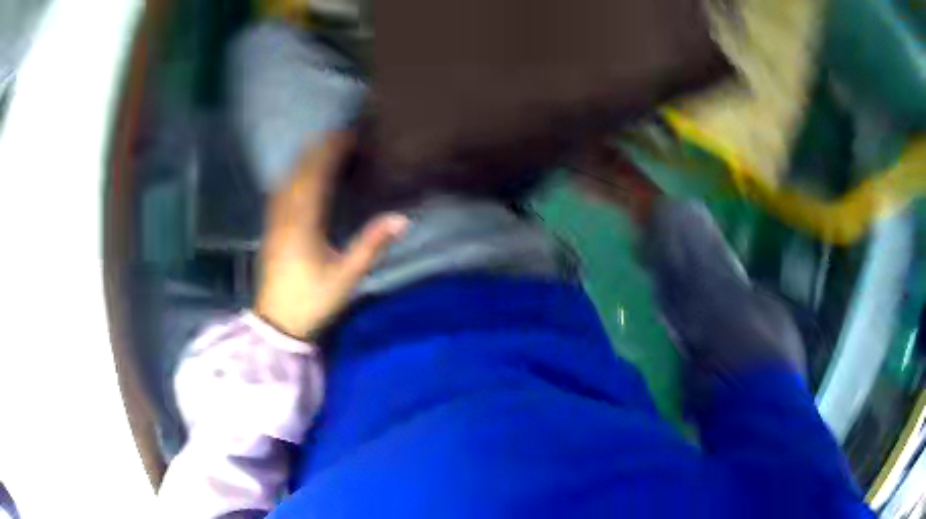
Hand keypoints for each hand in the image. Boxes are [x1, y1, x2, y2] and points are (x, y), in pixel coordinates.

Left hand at [255, 133, 408, 337]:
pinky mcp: (271, 231)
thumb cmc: (312, 301)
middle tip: (339, 136)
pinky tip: (298, 177)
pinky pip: (279, 194)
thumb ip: (371, 246)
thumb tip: (401, 219)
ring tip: (322, 149)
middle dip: (318, 150)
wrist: (277, 323)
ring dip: (304, 161)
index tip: (348, 135)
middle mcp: (286, 216)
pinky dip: (292, 177)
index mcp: (304, 223)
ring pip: (287, 181)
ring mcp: (275, 223)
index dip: (331, 152)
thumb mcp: (346, 277)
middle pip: (300, 173)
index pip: (317, 176)